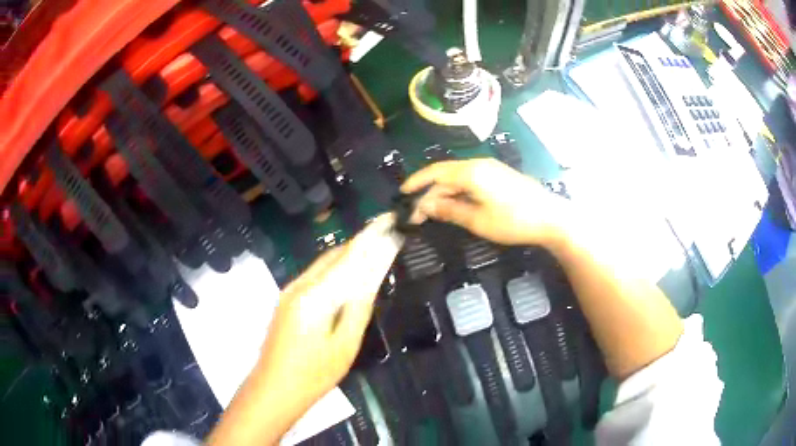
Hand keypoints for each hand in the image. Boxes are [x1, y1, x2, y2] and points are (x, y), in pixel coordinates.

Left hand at [255, 213, 402, 420]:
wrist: (274, 388)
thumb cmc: (314, 374)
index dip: (371, 238)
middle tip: (386, 236)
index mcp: (315, 295)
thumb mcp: (345, 344)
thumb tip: (374, 274)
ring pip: (323, 264)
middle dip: (360, 243)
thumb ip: (359, 305)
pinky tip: (348, 275)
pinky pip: (315, 276)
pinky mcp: (287, 300)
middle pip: (334, 256)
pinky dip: (335, 270)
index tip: (390, 220)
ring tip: (373, 251)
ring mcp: (289, 291)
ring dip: (348, 256)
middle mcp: (299, 285)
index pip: (349, 258)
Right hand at [401, 159, 567, 246]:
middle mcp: (478, 165)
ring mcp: (491, 170)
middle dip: (429, 192)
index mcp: (471, 172)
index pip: (435, 172)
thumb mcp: (478, 220)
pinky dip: (457, 192)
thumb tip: (426, 205)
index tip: (402, 194)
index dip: (416, 182)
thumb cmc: (514, 220)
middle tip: (416, 213)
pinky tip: (454, 205)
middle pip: (446, 175)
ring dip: (443, 193)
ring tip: (431, 212)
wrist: (551, 218)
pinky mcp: (499, 177)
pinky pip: (470, 181)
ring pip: (458, 178)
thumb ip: (450, 210)